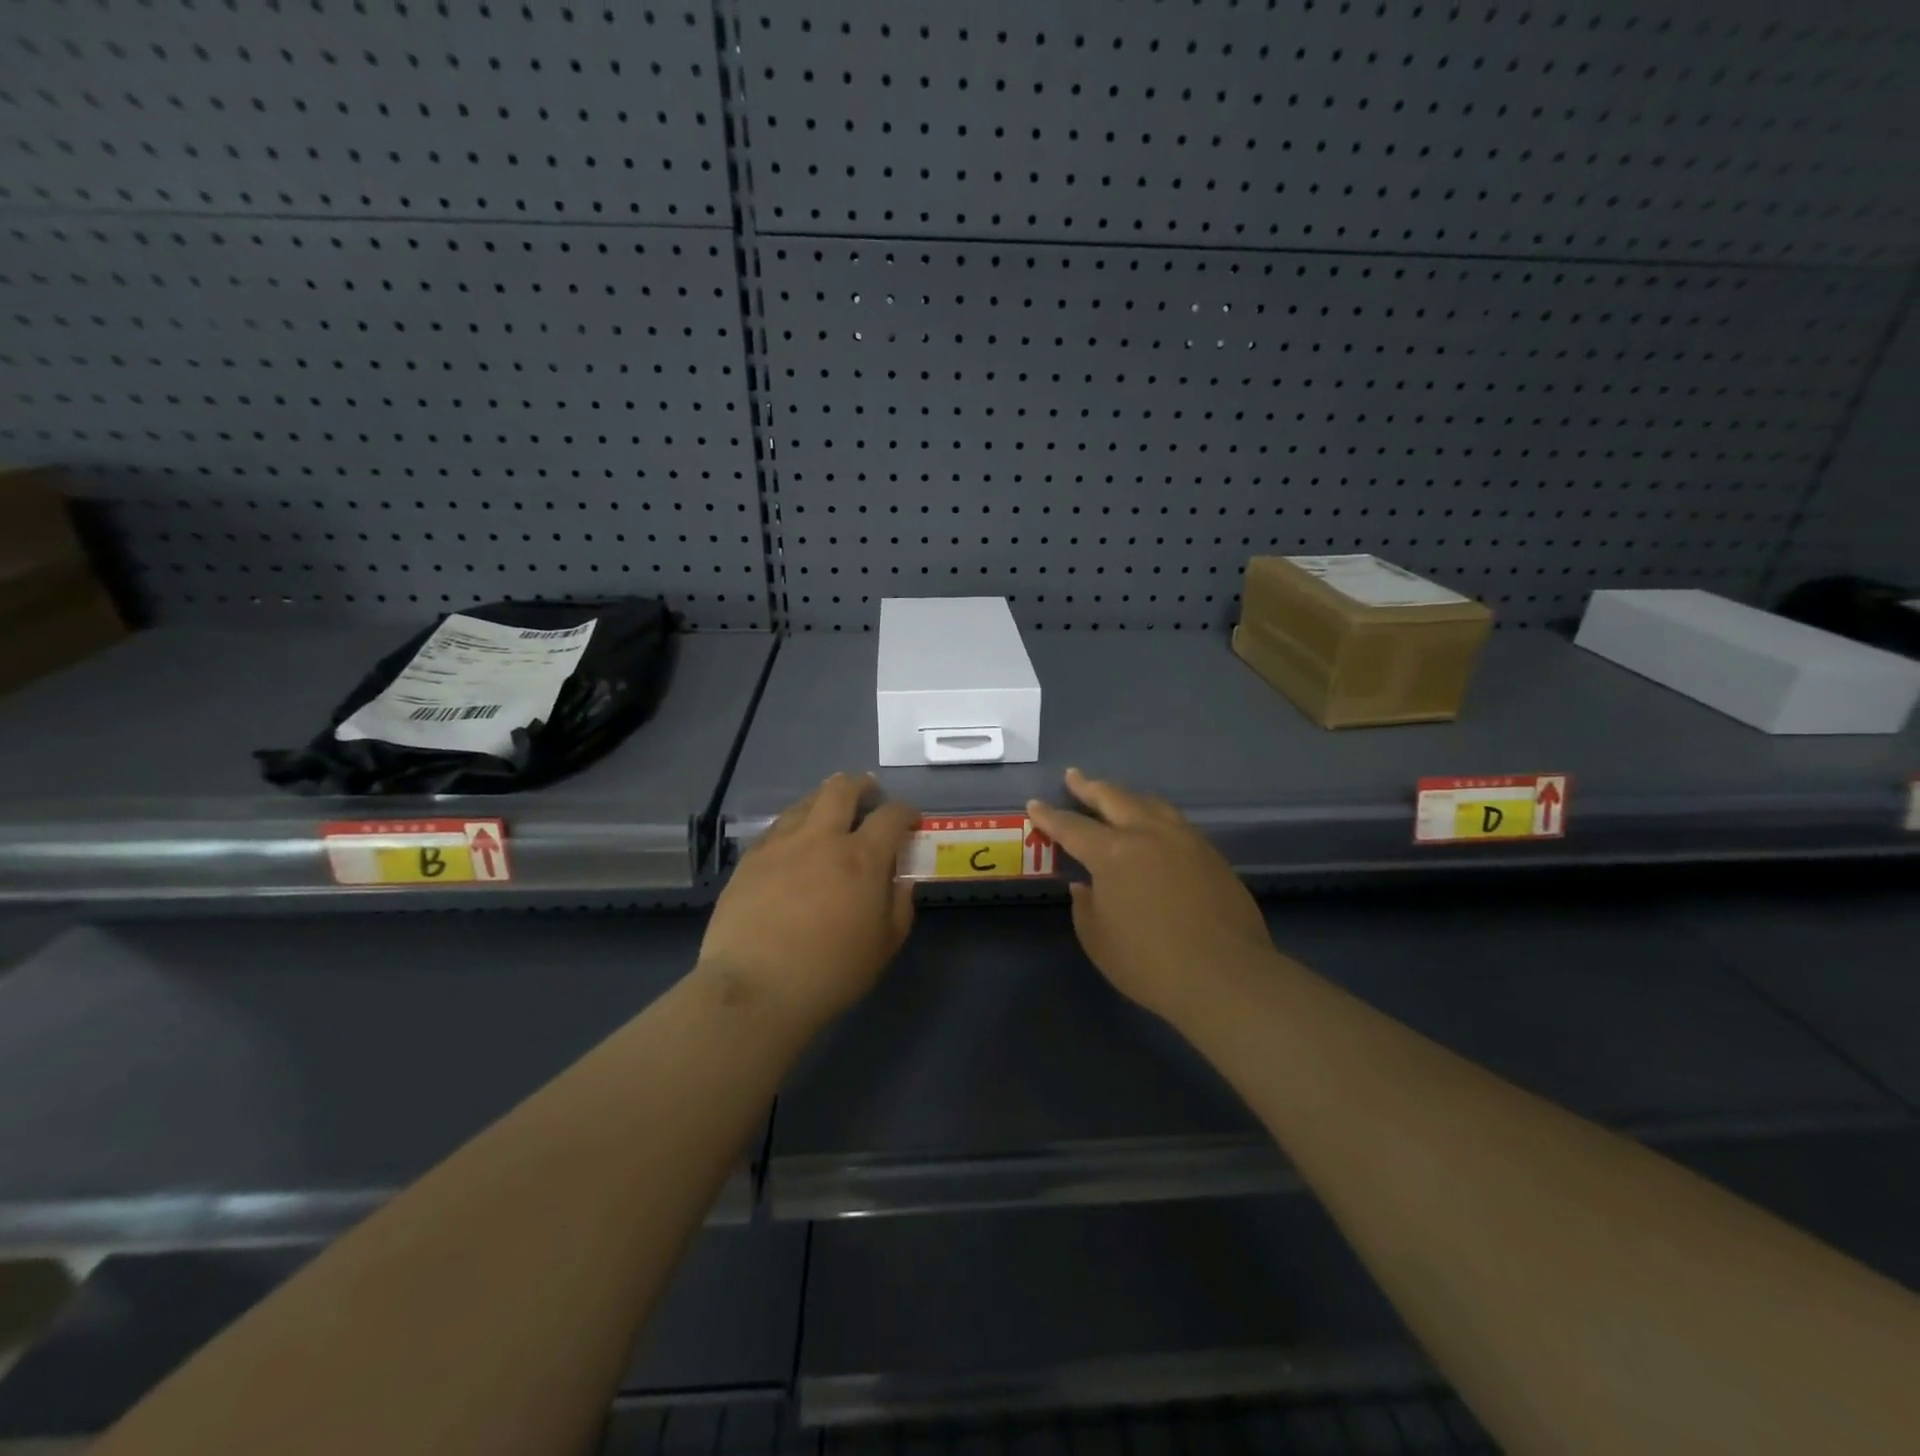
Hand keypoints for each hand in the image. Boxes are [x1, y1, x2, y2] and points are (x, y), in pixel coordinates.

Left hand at [697, 773, 917, 1027]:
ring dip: (823, 800)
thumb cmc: (830, 972)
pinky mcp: (750, 859)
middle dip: (860, 785)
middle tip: (868, 792)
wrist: (755, 988)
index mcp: (862, 858)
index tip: (910, 820)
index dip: (905, 811)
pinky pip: (776, 828)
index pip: (891, 816)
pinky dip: (793, 826)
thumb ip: (899, 905)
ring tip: (829, 811)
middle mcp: (821, 839)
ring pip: (805, 803)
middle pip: (841, 790)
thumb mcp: (884, 945)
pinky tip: (793, 842)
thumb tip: (900, 880)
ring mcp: (781, 845)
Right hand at [1027, 768, 1273, 1023]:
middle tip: (1074, 777)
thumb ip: (1086, 906)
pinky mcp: (1211, 855)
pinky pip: (1175, 823)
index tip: (1035, 804)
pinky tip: (1154, 828)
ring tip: (1115, 796)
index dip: (1049, 815)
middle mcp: (1148, 834)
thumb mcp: (1098, 940)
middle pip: (1113, 798)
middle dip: (1089, 787)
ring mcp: (1185, 840)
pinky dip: (1155, 816)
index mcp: (1113, 853)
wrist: (1226, 977)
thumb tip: (1086, 886)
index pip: (1072, 827)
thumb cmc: (1151, 963)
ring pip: (1150, 804)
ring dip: (1126, 796)